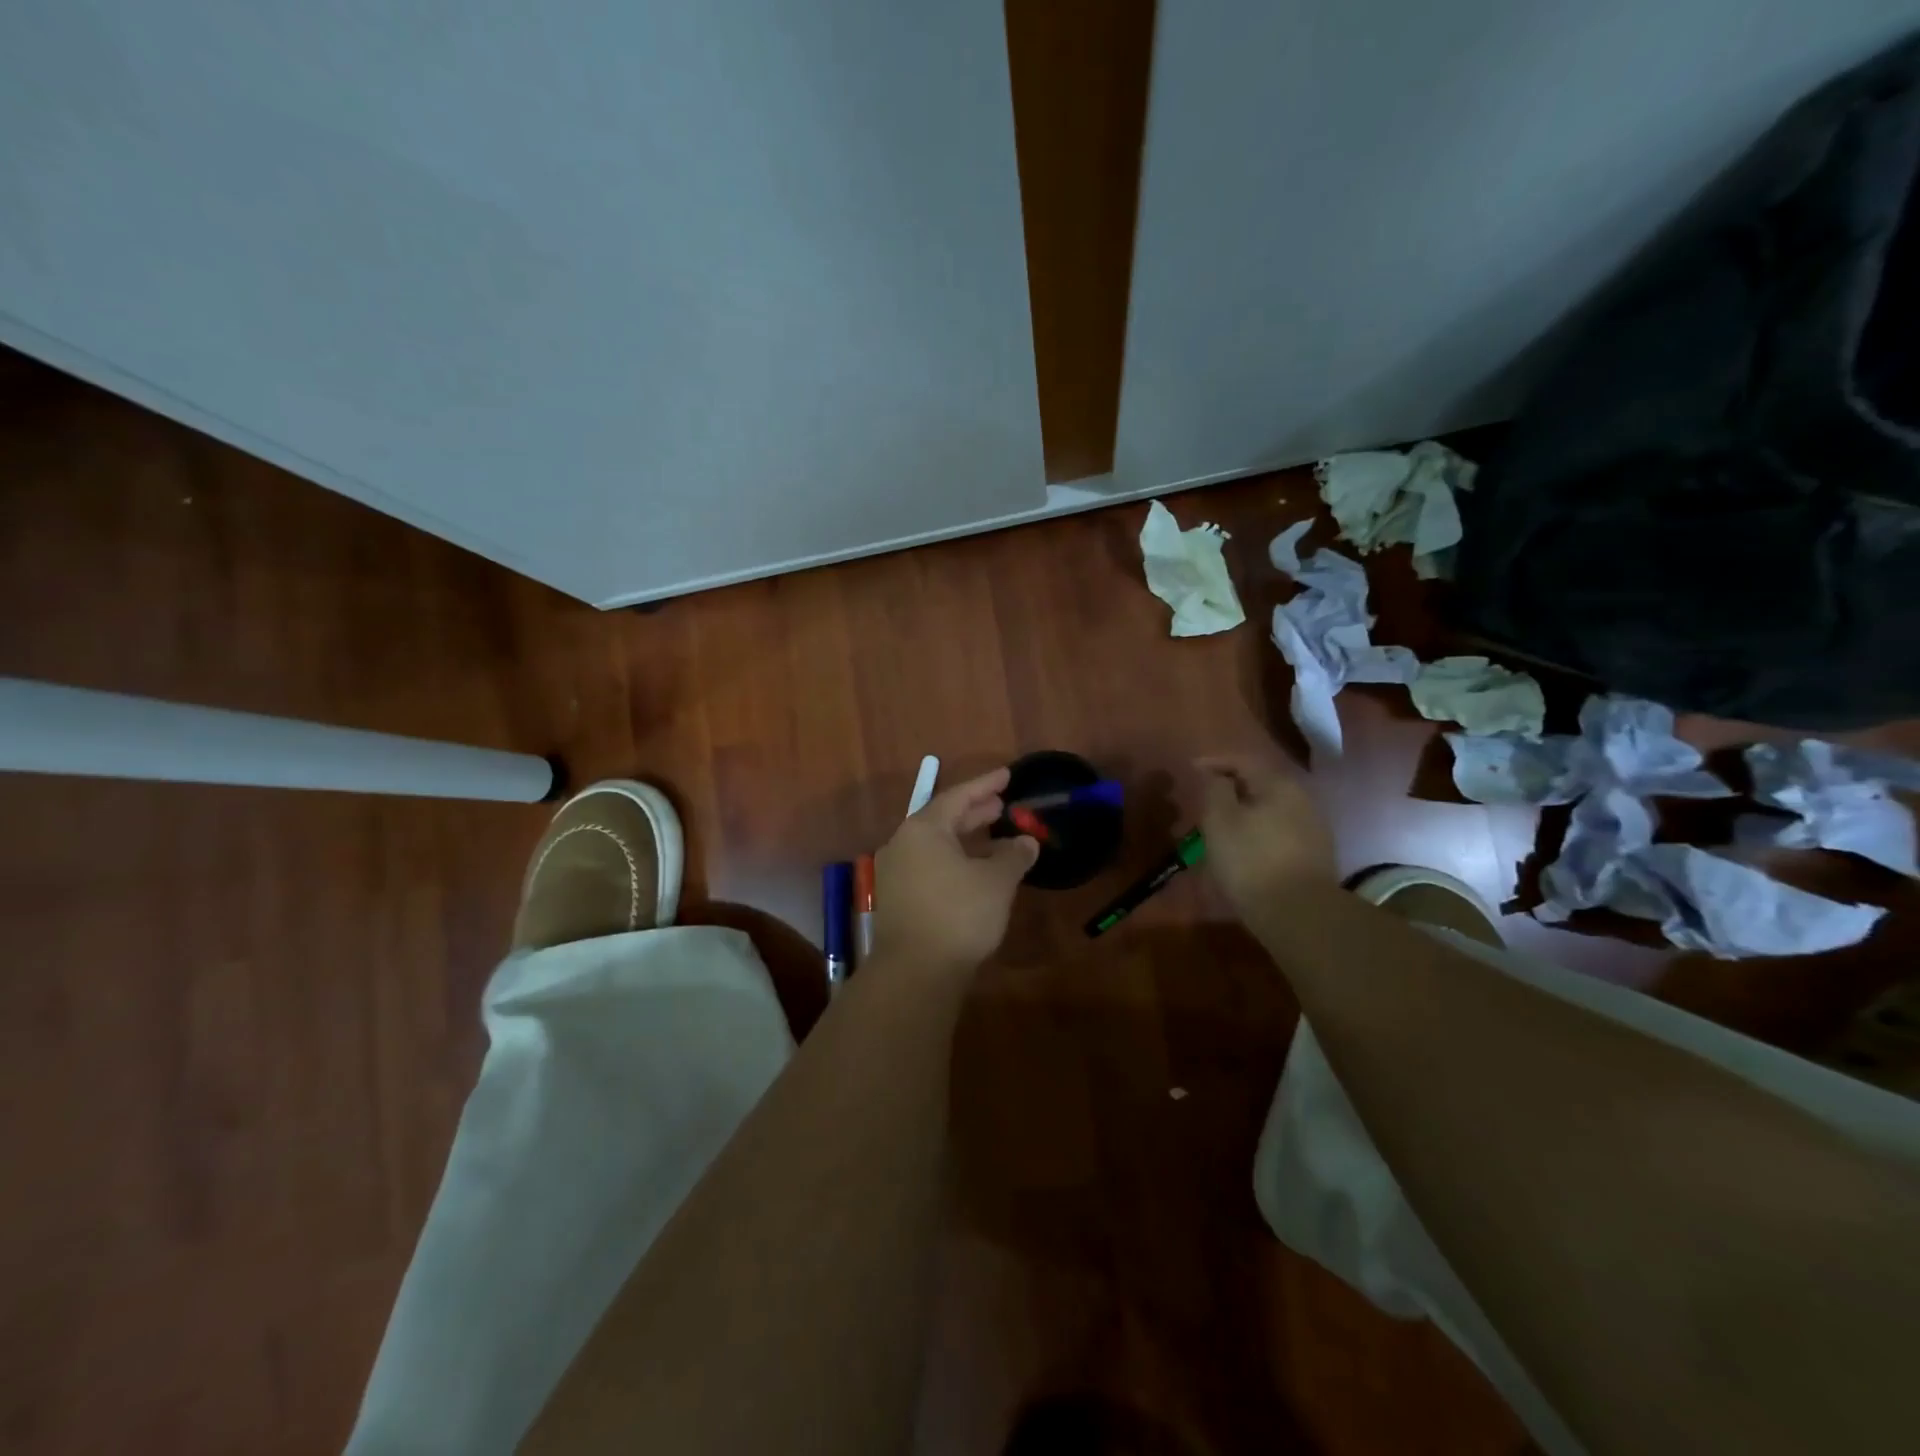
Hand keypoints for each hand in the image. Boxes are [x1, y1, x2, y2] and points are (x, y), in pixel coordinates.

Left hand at [872, 766, 1038, 972]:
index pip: (958, 796)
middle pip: (944, 818)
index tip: (1008, 775)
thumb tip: (1026, 842)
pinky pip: (930, 865)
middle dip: (976, 812)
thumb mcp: (996, 881)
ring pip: (937, 845)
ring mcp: (896, 872)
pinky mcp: (898, 898)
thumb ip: (1014, 855)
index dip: (986, 784)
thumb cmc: (959, 914)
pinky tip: (977, 871)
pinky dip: (956, 860)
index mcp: (923, 829)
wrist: (915, 972)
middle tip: (1002, 806)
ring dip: (967, 838)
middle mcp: (903, 844)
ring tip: (996, 837)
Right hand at [1196, 754, 1337, 925]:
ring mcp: (1312, 826)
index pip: (1243, 760)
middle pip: (1260, 782)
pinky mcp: (1314, 853)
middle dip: (1230, 787)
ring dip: (1245, 810)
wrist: (1299, 914)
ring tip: (1221, 825)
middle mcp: (1301, 798)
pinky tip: (1245, 846)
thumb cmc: (1251, 860)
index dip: (1214, 762)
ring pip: (1270, 807)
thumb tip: (1214, 774)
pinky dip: (1258, 830)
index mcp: (1278, 784)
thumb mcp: (1220, 820)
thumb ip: (1214, 789)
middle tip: (1205, 799)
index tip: (1191, 769)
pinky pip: (1279, 829)